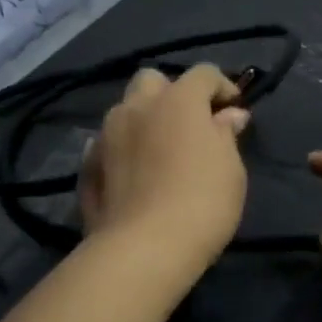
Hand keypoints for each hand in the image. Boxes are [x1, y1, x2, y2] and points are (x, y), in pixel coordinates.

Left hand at [80, 64, 250, 267]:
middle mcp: (137, 107)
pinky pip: (107, 143)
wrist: (144, 248)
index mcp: (177, 100)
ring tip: (159, 149)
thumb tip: (229, 116)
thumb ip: (226, 135)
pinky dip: (122, 149)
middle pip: (152, 80)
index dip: (222, 86)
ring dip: (144, 119)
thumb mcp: (231, 168)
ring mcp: (106, 135)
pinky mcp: (87, 165)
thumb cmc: (202, 202)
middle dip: (172, 93)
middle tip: (190, 123)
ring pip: (125, 110)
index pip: (203, 74)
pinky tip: (133, 172)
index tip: (234, 109)